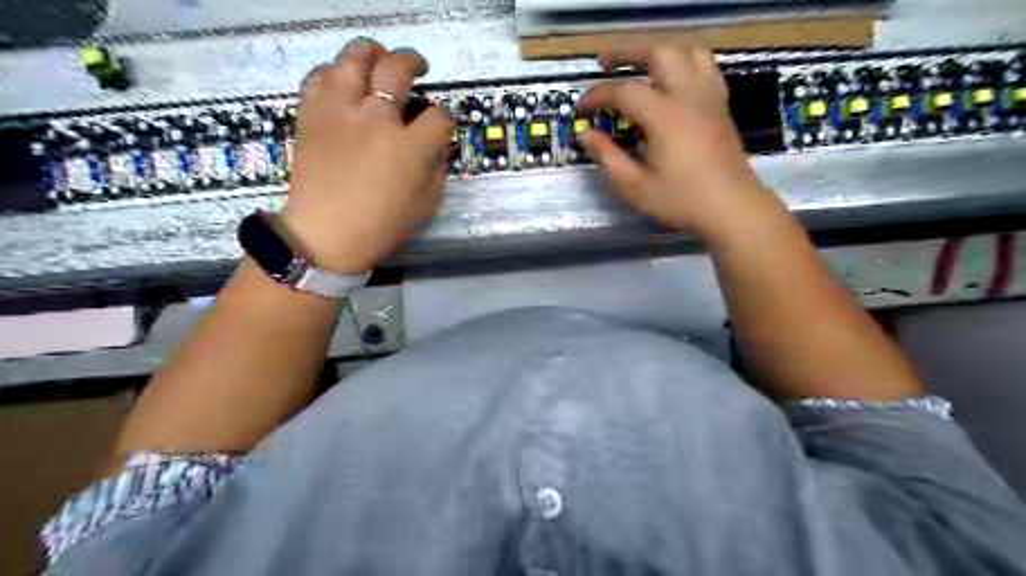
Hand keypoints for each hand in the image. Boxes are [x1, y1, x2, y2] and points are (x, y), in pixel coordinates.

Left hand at [280, 36, 453, 272]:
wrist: (325, 235)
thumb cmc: (381, 226)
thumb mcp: (425, 204)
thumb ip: (437, 168)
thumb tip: (437, 144)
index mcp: (408, 147)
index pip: (438, 116)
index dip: (446, 117)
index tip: (443, 122)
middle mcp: (375, 119)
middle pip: (397, 69)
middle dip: (414, 63)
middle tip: (418, 68)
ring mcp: (339, 111)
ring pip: (355, 57)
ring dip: (373, 53)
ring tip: (379, 59)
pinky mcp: (311, 113)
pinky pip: (320, 75)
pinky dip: (335, 71)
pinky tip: (343, 81)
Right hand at [577, 44, 777, 237]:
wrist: (732, 208)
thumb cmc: (681, 201)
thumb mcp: (635, 186)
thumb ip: (608, 157)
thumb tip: (586, 135)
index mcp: (664, 116)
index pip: (623, 91)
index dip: (597, 96)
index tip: (581, 111)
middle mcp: (688, 96)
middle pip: (658, 52)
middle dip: (626, 52)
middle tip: (604, 62)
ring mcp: (709, 97)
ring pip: (687, 51)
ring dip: (658, 51)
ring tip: (639, 64)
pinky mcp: (721, 105)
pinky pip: (705, 66)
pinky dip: (684, 62)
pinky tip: (672, 79)